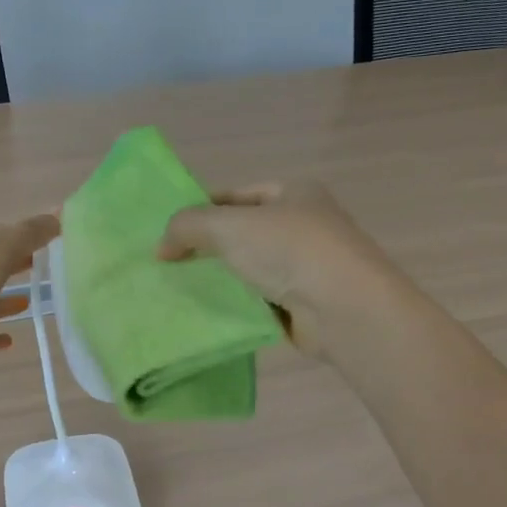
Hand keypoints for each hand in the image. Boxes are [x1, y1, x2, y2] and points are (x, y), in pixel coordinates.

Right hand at [157, 180, 396, 356]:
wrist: (345, 308)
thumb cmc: (290, 251)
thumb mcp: (229, 226)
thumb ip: (189, 226)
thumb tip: (161, 246)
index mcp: (295, 193)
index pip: (237, 195)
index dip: (201, 210)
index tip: (169, 233)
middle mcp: (306, 225)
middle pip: (245, 232)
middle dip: (210, 247)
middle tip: (171, 263)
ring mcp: (309, 266)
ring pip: (253, 268)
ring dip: (224, 278)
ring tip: (184, 290)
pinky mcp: (307, 304)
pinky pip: (263, 300)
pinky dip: (241, 305)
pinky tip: (214, 313)